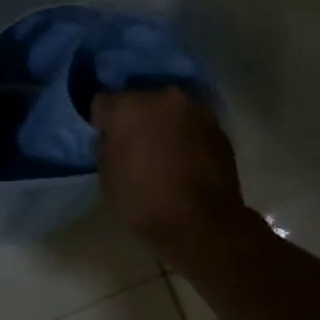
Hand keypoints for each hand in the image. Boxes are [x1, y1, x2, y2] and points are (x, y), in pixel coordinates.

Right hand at [91, 88, 247, 257]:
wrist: (202, 222)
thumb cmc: (145, 202)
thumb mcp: (108, 179)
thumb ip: (108, 147)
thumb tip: (115, 138)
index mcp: (129, 108)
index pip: (103, 103)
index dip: (102, 123)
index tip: (105, 139)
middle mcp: (163, 97)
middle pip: (140, 101)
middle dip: (135, 119)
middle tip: (135, 146)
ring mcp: (195, 110)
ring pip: (169, 111)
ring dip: (163, 126)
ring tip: (163, 155)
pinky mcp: (218, 127)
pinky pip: (191, 126)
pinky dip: (185, 137)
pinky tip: (185, 161)